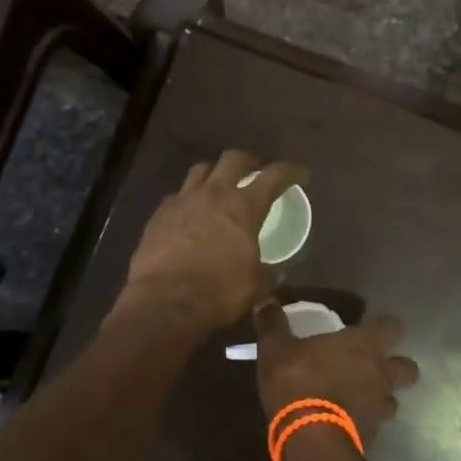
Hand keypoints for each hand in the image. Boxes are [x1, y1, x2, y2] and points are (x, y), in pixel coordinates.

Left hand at [117, 151, 306, 332]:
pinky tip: (190, 213)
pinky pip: (177, 195)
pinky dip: (188, 199)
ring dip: (214, 173)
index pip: (274, 177)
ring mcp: (182, 201)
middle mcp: (213, 194)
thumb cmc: (218, 292)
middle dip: (248, 162)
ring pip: (200, 170)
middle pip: (233, 159)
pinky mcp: (159, 214)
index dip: (291, 172)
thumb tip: (275, 273)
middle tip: (255, 171)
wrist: (164, 301)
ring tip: (219, 186)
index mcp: (244, 207)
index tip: (301, 175)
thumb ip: (266, 274)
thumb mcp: (254, 286)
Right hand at [254, 302, 419, 449]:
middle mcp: (381, 373)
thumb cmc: (298, 380)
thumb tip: (264, 299)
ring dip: (380, 398)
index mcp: (365, 344)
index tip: (369, 329)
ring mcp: (380, 407)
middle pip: (408, 368)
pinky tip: (344, 422)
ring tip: (357, 398)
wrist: (310, 438)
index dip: (384, 327)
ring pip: (393, 399)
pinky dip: (364, 422)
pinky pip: (375, 425)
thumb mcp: (276, 348)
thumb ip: (273, 323)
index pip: (393, 327)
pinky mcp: (373, 436)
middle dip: (396, 367)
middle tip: (372, 367)